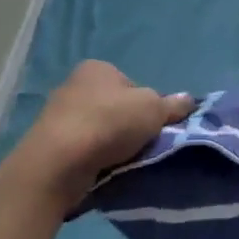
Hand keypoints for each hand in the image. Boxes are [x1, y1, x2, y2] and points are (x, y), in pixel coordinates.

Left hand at [5, 61, 193, 208]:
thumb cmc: (109, 123)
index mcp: (98, 68)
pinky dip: (94, 158)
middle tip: (141, 146)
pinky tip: (102, 170)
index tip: (153, 126)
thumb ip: (172, 105)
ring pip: (99, 130)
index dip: (148, 106)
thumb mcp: (153, 109)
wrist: (58, 162)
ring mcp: (58, 115)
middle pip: (115, 107)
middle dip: (128, 126)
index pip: (133, 85)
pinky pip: (83, 149)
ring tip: (123, 162)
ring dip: (111, 144)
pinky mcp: (50, 143)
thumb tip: (188, 99)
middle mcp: (75, 85)